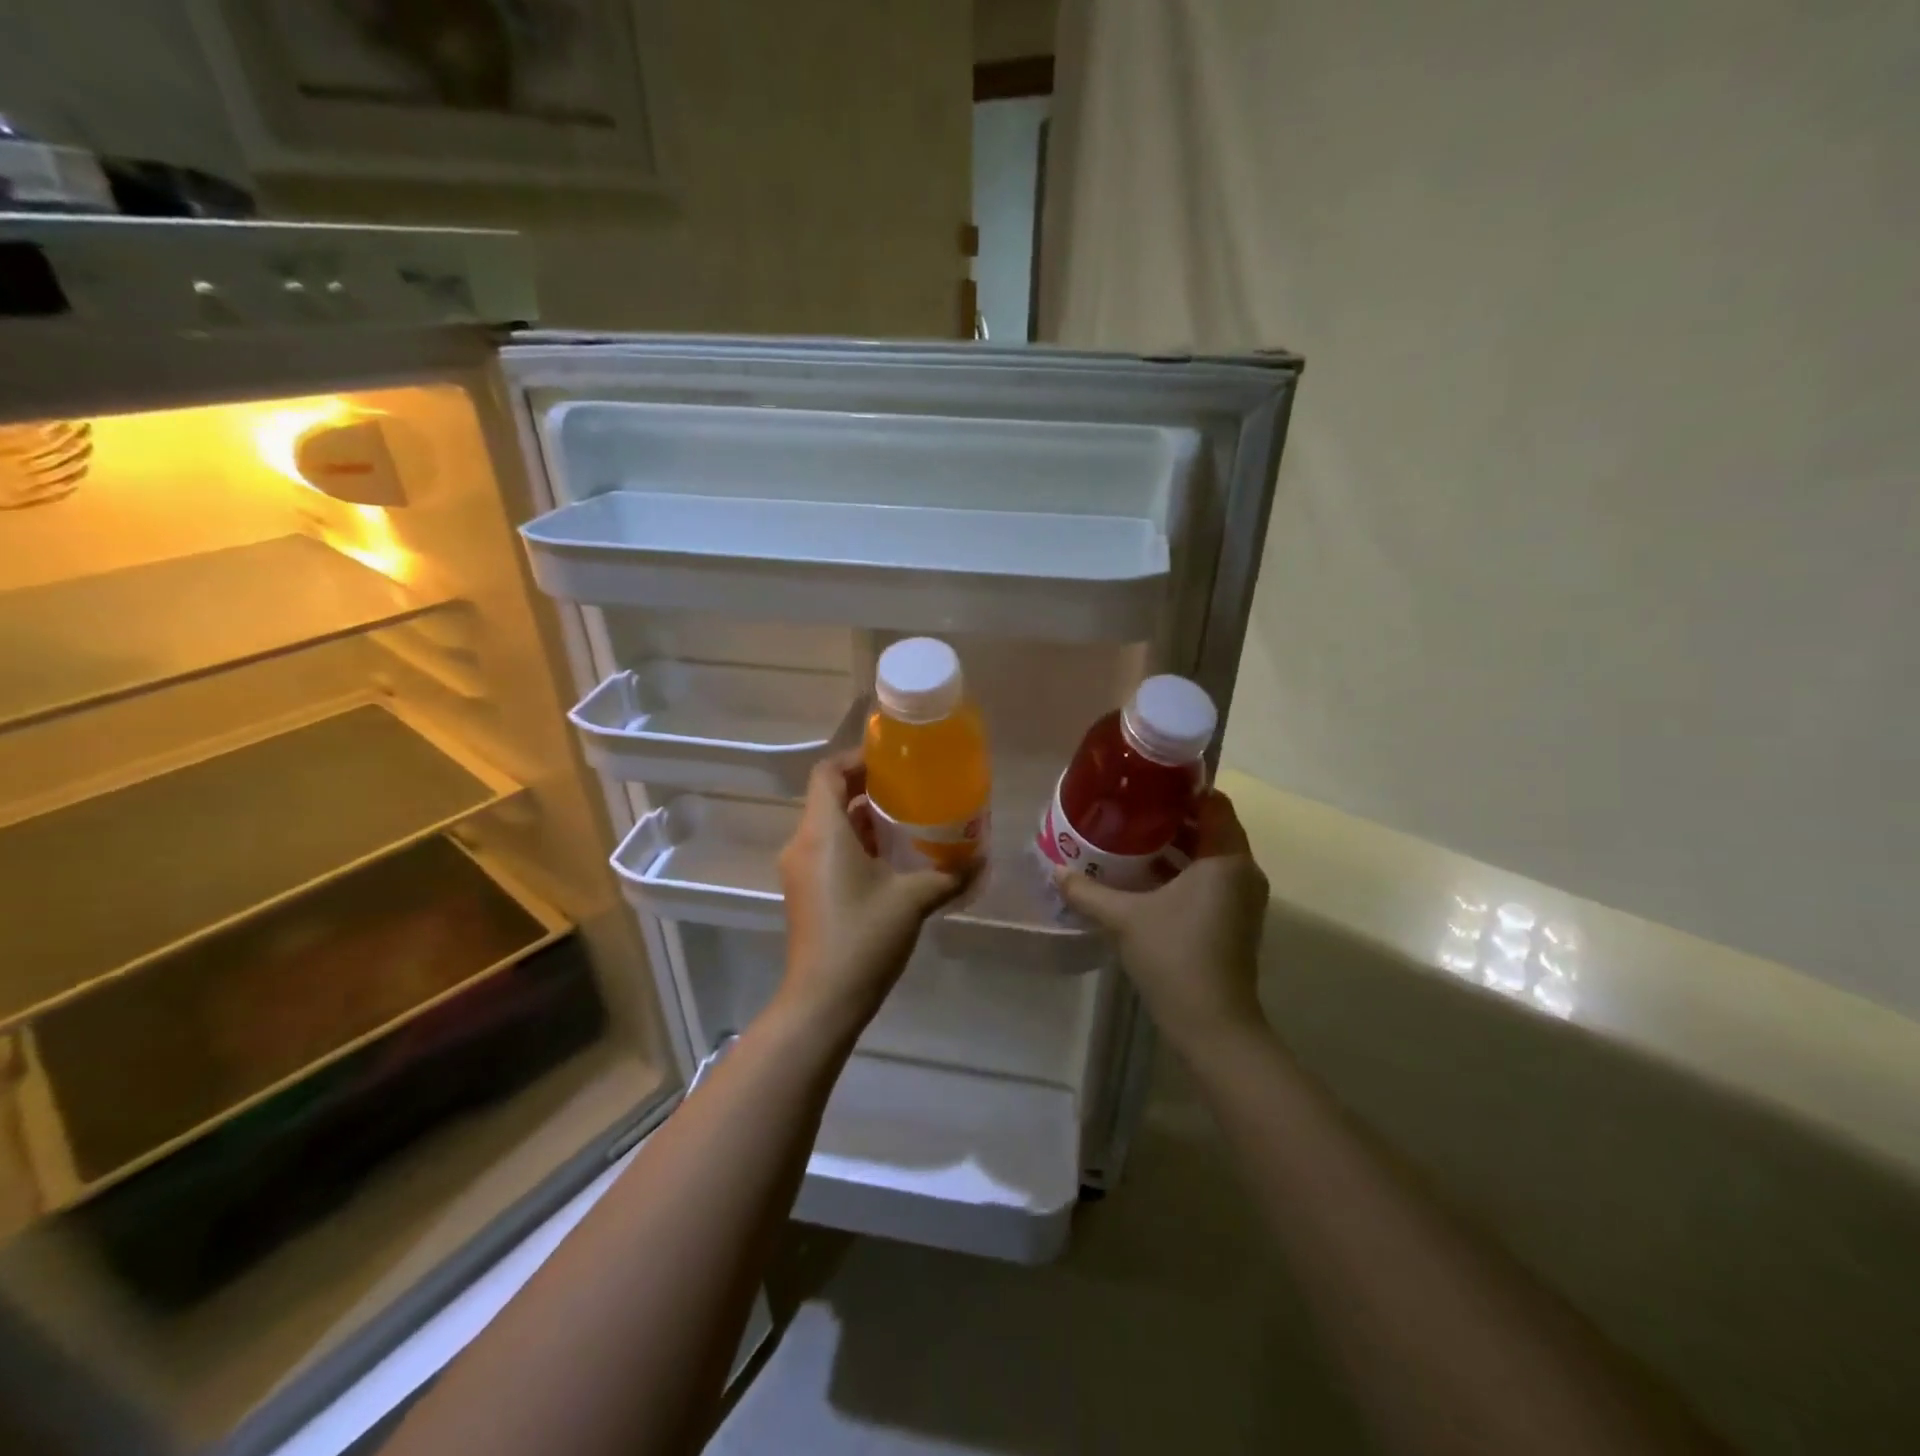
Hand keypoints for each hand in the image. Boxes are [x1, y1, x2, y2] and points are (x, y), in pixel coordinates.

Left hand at [776, 751, 973, 1037]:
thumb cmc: (864, 936)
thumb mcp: (914, 899)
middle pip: (827, 797)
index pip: (827, 773)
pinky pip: (827, 851)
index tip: (891, 761)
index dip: (856, 758)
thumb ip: (949, 874)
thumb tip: (982, 858)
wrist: (823, 999)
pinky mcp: (805, 892)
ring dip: (862, 818)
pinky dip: (854, 843)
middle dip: (865, 787)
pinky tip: (890, 858)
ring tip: (905, 819)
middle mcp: (803, 844)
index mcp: (823, 832)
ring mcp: (800, 870)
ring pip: (828, 826)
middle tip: (908, 787)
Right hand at [1056, 790, 1270, 1050]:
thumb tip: (1055, 869)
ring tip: (1131, 837)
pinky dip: (1184, 871)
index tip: (1147, 782)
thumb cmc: (1174, 955)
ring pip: (1210, 856)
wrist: (1212, 1024)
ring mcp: (1242, 899)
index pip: (1214, 802)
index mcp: (1226, 859)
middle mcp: (1242, 871)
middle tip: (1130, 807)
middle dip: (1172, 816)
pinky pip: (1211, 879)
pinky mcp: (1235, 920)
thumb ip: (1088, 890)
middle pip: (1210, 827)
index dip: (1183, 788)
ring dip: (1176, 846)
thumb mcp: (1124, 918)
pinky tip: (1145, 877)